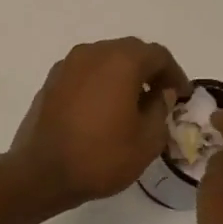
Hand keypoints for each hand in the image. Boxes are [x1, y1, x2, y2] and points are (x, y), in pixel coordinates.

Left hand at [10, 38, 191, 205]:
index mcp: (121, 61)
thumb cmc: (101, 157)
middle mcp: (93, 53)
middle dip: (149, 71)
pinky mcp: (51, 80)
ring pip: (105, 59)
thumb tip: (161, 93)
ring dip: (123, 74)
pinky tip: (104, 108)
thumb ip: (161, 109)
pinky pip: (85, 72)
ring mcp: (68, 64)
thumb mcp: (147, 140)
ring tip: (132, 103)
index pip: (158, 55)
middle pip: (130, 51)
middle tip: (160, 96)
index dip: (175, 74)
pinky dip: (100, 82)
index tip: (181, 95)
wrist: (41, 172)